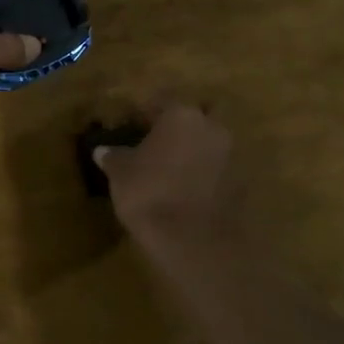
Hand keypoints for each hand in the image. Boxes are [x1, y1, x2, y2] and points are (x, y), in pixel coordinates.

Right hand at [92, 104, 233, 245]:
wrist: (195, 242)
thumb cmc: (150, 193)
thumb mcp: (120, 173)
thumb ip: (113, 157)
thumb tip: (102, 151)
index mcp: (181, 115)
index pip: (161, 101)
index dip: (144, 111)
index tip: (131, 122)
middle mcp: (211, 128)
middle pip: (194, 119)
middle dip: (178, 128)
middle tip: (156, 142)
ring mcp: (231, 157)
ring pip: (208, 144)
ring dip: (193, 152)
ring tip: (169, 169)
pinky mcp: (240, 186)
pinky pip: (217, 171)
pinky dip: (203, 176)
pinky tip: (184, 190)